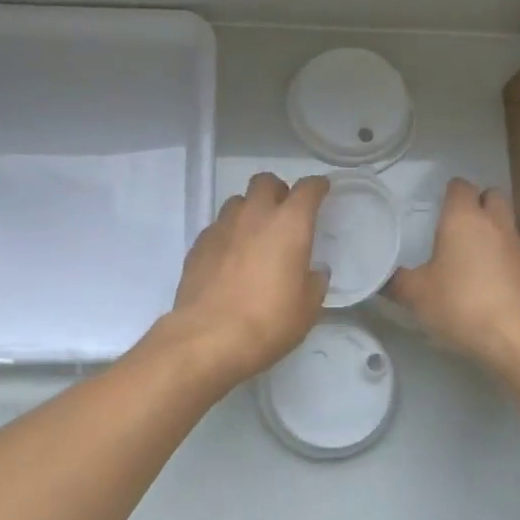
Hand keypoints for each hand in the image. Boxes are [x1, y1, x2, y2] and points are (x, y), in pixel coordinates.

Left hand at [161, 172, 329, 385]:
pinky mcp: (198, 244)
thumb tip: (314, 271)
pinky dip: (228, 234)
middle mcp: (254, 215)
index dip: (317, 186)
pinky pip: (218, 226)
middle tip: (284, 213)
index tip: (322, 190)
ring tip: (255, 235)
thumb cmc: (268, 322)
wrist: (208, 338)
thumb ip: (314, 283)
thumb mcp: (307, 309)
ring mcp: (222, 227)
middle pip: (265, 181)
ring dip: (250, 210)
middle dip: (277, 191)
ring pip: (237, 201)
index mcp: (289, 224)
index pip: (307, 189)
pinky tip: (230, 257)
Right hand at [387, 178, 519, 376]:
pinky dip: (508, 266)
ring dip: (495, 237)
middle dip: (479, 204)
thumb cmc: (461, 305)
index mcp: (464, 219)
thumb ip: (396, 281)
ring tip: (476, 265)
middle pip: (493, 197)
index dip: (450, 193)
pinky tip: (497, 292)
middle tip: (459, 229)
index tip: (439, 208)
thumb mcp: (415, 296)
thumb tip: (383, 277)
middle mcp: (497, 225)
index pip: (460, 186)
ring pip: (508, 228)